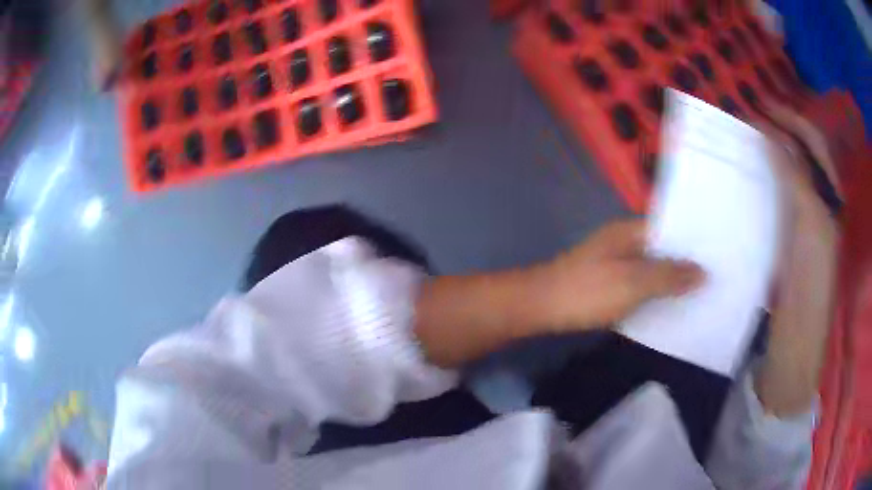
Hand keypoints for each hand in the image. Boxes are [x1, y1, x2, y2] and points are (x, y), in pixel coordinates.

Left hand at [541, 219, 704, 330]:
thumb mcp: (633, 282)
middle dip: (686, 262)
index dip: (694, 240)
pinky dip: (655, 292)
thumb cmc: (588, 291)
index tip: (718, 253)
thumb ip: (669, 276)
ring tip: (701, 292)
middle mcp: (624, 242)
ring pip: (652, 268)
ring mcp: (615, 262)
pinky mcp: (608, 283)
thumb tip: (703, 272)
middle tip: (716, 276)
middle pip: (662, 249)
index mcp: (630, 231)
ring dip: (672, 279)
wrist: (540, 307)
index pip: (670, 228)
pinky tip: (671, 305)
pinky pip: (639, 284)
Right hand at [754, 102, 839, 415]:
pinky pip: (774, 200)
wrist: (796, 338)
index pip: (812, 143)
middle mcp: (817, 202)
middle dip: (776, 132)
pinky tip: (743, 181)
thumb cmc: (811, 282)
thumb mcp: (810, 222)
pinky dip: (760, 183)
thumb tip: (769, 134)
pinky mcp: (784, 240)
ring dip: (766, 156)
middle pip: (798, 154)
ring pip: (785, 175)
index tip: (759, 108)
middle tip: (746, 122)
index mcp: (829, 196)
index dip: (789, 120)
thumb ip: (795, 175)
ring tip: (742, 145)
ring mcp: (801, 221)